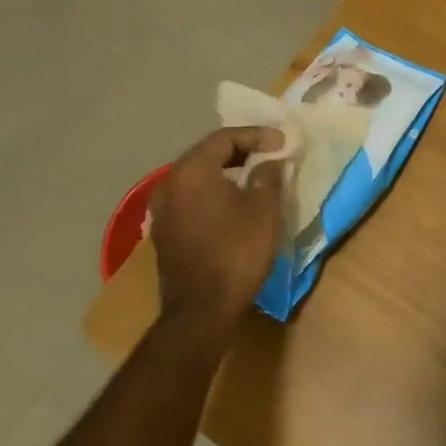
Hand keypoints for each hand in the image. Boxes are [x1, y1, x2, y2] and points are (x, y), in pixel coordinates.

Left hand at [148, 127, 285, 327]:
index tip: (282, 142)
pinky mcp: (165, 231)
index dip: (257, 135)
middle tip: (270, 152)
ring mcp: (162, 209)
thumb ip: (268, 175)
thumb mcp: (264, 208)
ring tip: (256, 174)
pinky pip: (192, 196)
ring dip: (227, 170)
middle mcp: (169, 183)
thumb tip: (267, 162)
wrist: (202, 310)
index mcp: (192, 171)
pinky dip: (214, 190)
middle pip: (207, 153)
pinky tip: (235, 200)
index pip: (225, 137)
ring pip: (198, 176)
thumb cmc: (237, 251)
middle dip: (241, 149)